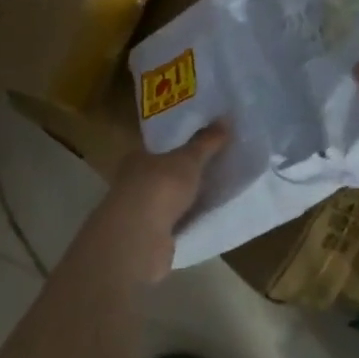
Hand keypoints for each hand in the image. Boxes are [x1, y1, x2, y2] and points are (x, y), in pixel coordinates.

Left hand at [90, 122, 227, 281]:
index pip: (158, 148)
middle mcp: (133, 182)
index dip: (179, 145)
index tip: (202, 145)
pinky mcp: (148, 238)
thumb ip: (206, 142)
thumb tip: (225, 119)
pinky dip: (186, 222)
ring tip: (215, 194)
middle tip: (215, 168)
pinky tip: (204, 220)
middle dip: (185, 174)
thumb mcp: (189, 159)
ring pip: (167, 201)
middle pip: (163, 174)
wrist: (139, 238)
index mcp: (137, 158)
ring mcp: (138, 212)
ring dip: (186, 200)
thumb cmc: (160, 187)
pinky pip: (173, 224)